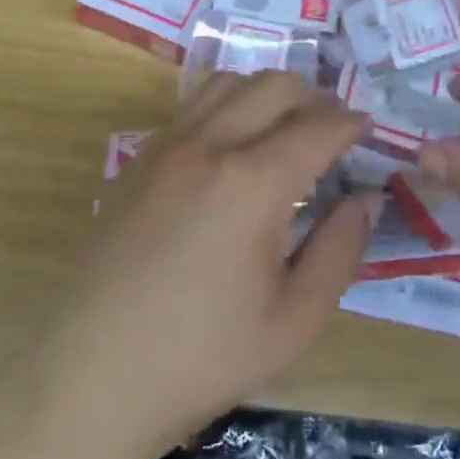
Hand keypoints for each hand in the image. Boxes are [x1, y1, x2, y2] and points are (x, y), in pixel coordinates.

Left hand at [34, 73, 376, 454]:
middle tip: (333, 127)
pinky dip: (227, 104)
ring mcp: (167, 146)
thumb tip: (365, 199)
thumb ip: (340, 251)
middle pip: (274, 86)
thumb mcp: (294, 320)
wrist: (92, 375)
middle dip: (314, 97)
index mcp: (252, 182)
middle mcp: (209, 145)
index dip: (350, 125)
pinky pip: (192, 105)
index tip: (367, 131)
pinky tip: (234, 143)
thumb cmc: (203, 357)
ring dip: (267, 92)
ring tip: (286, 125)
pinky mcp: (138, 159)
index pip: (317, 127)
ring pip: (228, 83)